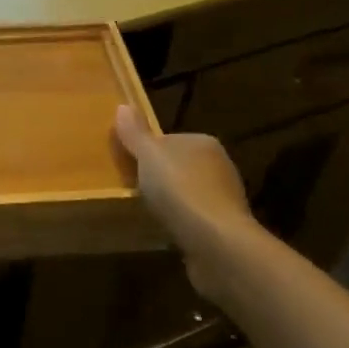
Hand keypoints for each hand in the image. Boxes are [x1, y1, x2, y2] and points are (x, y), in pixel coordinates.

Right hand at [114, 105, 257, 303]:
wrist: (216, 242)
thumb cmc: (180, 190)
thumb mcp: (148, 156)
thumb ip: (135, 133)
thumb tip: (123, 106)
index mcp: (203, 142)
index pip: (168, 140)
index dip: (146, 152)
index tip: (129, 166)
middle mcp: (220, 165)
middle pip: (178, 165)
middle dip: (160, 177)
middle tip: (134, 190)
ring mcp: (225, 197)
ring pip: (188, 192)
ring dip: (172, 201)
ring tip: (148, 212)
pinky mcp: (225, 226)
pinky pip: (195, 217)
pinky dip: (182, 222)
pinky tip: (168, 231)